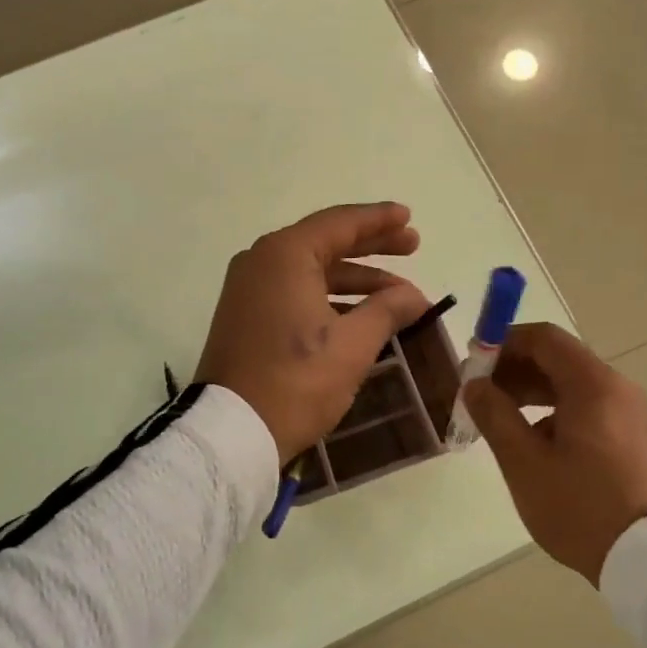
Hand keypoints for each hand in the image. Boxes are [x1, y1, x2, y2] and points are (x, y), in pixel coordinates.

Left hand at [196, 203, 431, 462]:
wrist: (231, 431)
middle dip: (371, 246)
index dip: (378, 220)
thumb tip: (415, 295)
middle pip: (326, 242)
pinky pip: (295, 291)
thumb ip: (387, 310)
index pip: (340, 223)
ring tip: (398, 292)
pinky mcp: (246, 315)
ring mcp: (249, 288)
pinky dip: (329, 297)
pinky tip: (361, 315)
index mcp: (284, 255)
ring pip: (312, 270)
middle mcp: (262, 260)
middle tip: (412, 245)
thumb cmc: (297, 380)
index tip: (408, 216)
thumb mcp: (352, 344)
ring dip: (354, 279)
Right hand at [463, 322, 646, 586]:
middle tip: (481, 397)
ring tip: (501, 423)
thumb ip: (494, 414)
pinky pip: (589, 409)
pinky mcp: (637, 440)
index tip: (474, 365)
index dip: (504, 343)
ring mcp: (632, 415)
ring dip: (532, 394)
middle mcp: (617, 389)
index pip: (543, 339)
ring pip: (573, 387)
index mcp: (593, 384)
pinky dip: (556, 413)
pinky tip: (536, 445)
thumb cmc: (580, 506)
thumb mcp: (524, 461)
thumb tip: (475, 385)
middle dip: (514, 371)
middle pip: (558, 360)